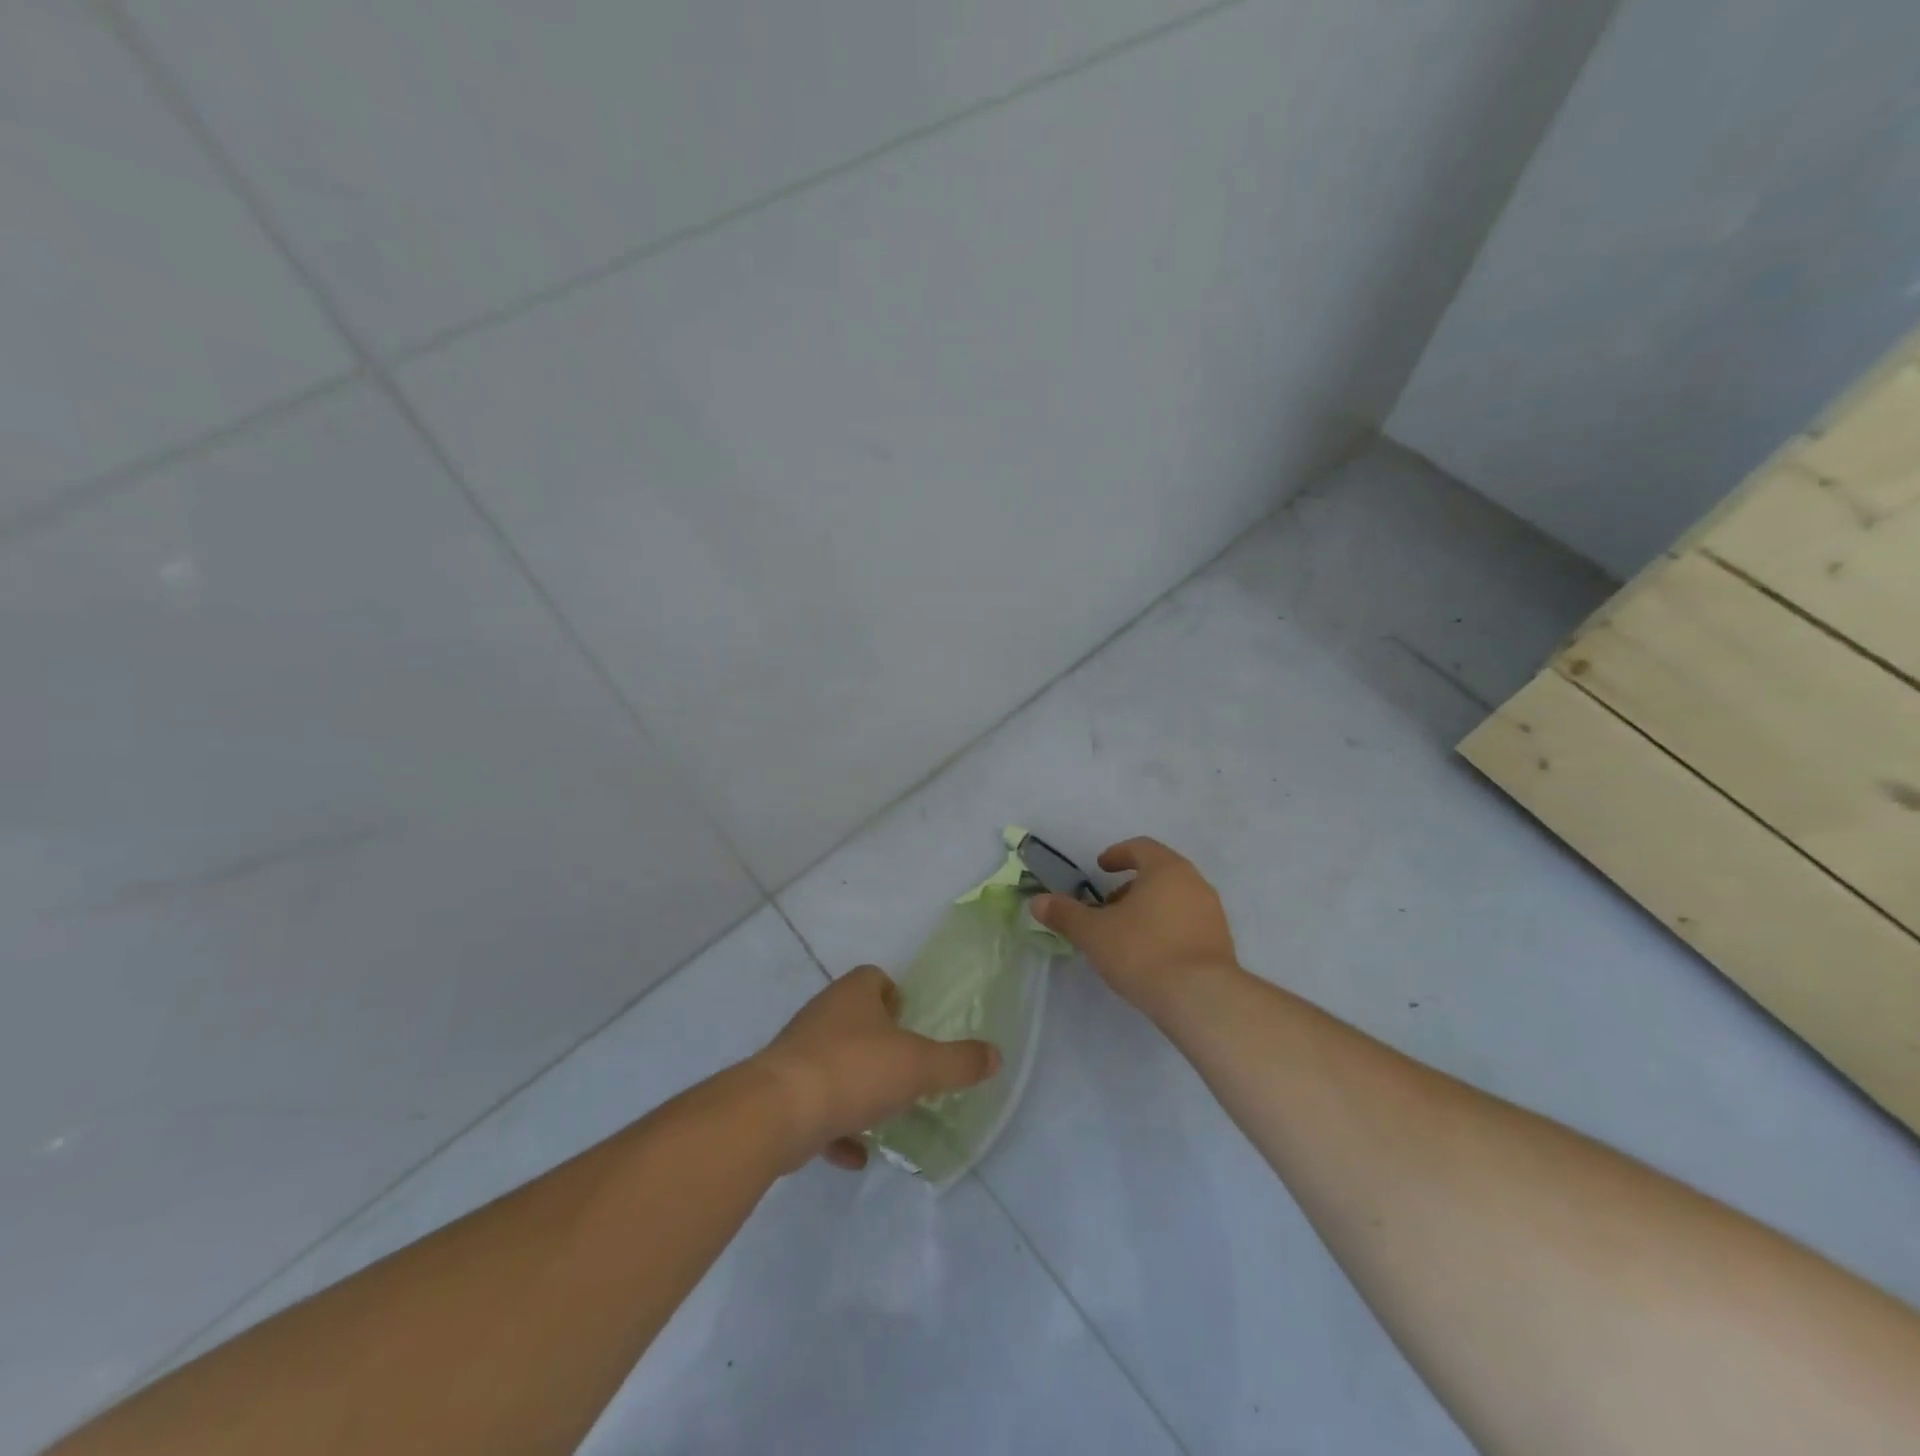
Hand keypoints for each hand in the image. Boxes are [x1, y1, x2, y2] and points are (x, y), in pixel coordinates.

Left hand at [754, 966, 1000, 1171]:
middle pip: (853, 1018)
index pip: (874, 978)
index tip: (912, 1022)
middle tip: (905, 1068)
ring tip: (883, 1112)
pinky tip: (855, 1154)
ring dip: (856, 1086)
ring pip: (834, 1062)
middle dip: (878, 1042)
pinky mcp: (781, 1093)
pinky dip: (835, 1127)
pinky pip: (815, 1106)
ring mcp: (798, 1054)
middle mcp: (822, 1015)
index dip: (895, 995)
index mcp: (853, 994)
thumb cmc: (855, 1071)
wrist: (777, 1113)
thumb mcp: (919, 1066)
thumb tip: (995, 1055)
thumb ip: (958, 1062)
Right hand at [1030, 837, 1238, 1015]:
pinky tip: (1150, 956)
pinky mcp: (1221, 942)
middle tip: (1107, 907)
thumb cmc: (1144, 952)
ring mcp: (1212, 913)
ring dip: (1149, 909)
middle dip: (1130, 886)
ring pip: (1174, 899)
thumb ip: (1065, 915)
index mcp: (1166, 869)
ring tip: (1125, 935)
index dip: (1118, 854)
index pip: (1141, 847)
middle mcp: (1195, 883)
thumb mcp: (1094, 933)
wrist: (1202, 999)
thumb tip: (1037, 902)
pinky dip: (1166, 929)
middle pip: (1159, 873)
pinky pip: (1188, 923)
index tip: (1100, 868)